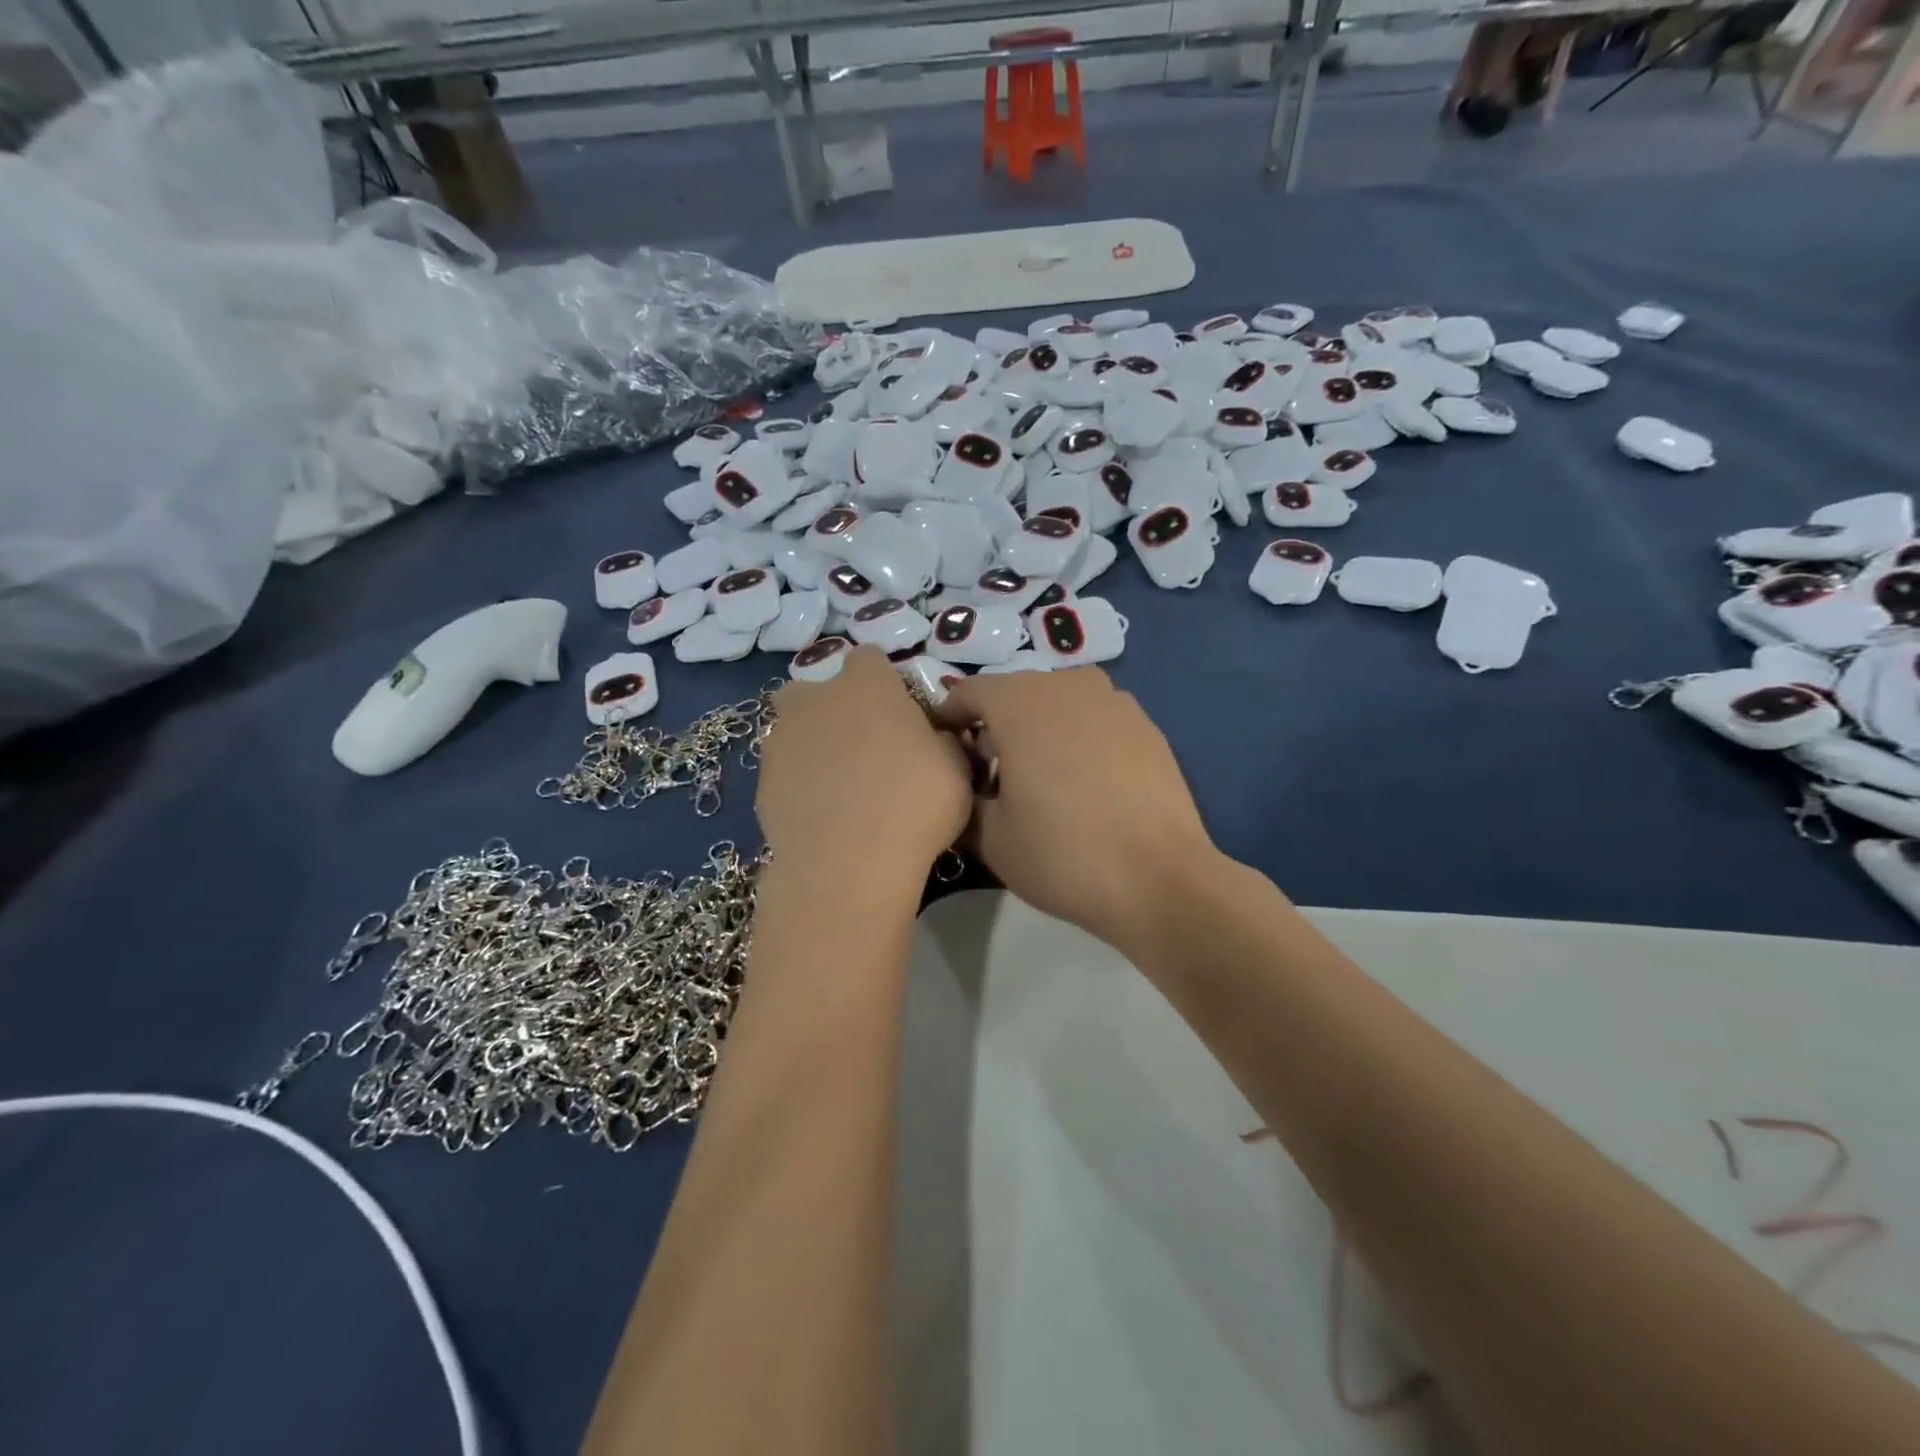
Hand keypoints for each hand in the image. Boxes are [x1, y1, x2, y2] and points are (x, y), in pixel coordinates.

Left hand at [757, 647, 971, 881]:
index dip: (883, 682)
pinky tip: (819, 814)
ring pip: (792, 728)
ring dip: (810, 744)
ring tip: (836, 784)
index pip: (869, 659)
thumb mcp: (956, 768)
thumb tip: (932, 735)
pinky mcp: (762, 780)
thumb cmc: (915, 804)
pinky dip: (797, 784)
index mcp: (867, 685)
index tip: (898, 713)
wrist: (848, 864)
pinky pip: (783, 771)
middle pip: (816, 689)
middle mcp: (817, 700)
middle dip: (832, 708)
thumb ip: (941, 739)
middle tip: (861, 747)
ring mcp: (782, 739)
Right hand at [936, 668, 1219, 953]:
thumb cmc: (1062, 854)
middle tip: (989, 775)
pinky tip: (1084, 783)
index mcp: (1019, 702)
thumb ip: (963, 798)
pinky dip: (1077, 738)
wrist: (1159, 879)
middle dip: (994, 727)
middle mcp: (1066, 684)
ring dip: (1038, 730)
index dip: (948, 721)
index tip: (944, 753)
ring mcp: (1112, 700)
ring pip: (1056, 704)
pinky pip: (1093, 719)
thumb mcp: (989, 837)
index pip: (967, 694)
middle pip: (1014, 695)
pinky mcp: (1145, 724)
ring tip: (1040, 779)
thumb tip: (965, 786)